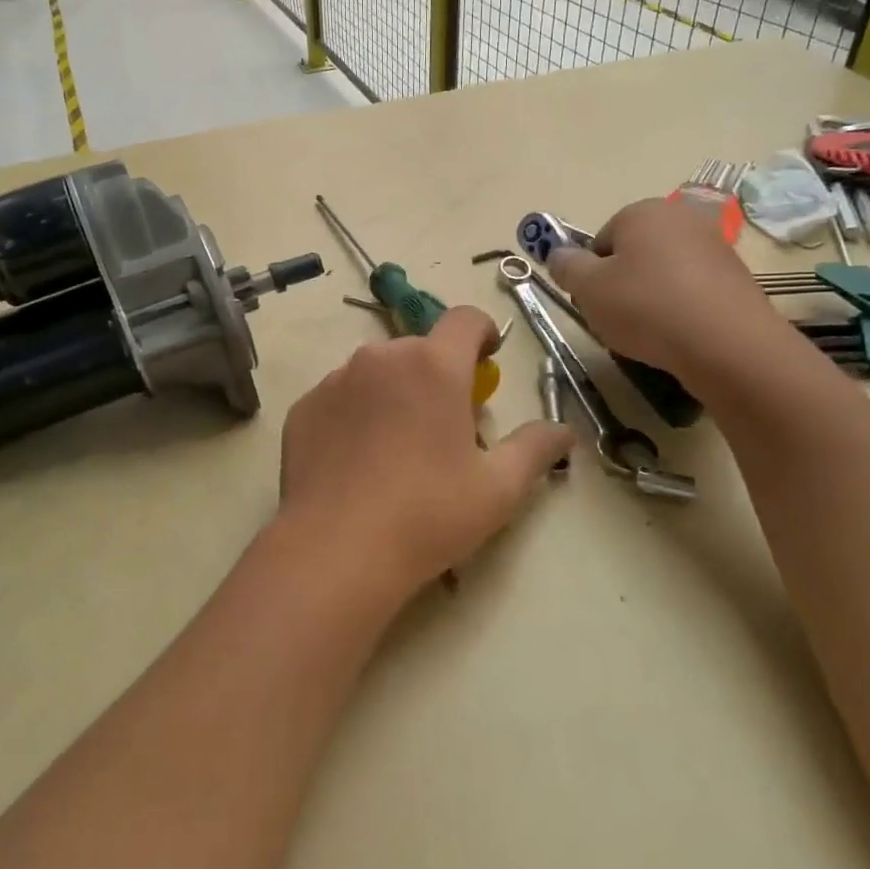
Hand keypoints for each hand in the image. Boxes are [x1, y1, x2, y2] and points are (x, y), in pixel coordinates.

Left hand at [278, 306, 573, 605]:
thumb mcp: (498, 488)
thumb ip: (535, 448)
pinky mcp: (305, 407)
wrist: (336, 549)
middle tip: (444, 426)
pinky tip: (357, 462)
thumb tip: (564, 430)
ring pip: (377, 372)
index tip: (487, 360)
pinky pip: (340, 397)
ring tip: (397, 448)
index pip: (466, 319)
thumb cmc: (428, 514)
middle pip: (420, 350)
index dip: (483, 333)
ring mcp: (336, 380)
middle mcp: (381, 358)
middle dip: (438, 375)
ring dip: (395, 393)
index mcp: (433, 365)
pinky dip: (355, 415)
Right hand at [546, 196, 784, 387]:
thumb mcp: (588, 289)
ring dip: (651, 298)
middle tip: (617, 318)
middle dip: (621, 284)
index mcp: (642, 212)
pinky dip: (680, 309)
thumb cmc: (647, 307)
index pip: (600, 241)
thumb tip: (559, 255)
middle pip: (633, 254)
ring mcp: (715, 247)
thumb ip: (566, 267)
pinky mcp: (737, 278)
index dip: (591, 275)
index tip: (594, 302)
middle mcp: (681, 218)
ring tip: (650, 332)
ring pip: (663, 273)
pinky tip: (679, 335)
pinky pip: (692, 291)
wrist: (728, 345)